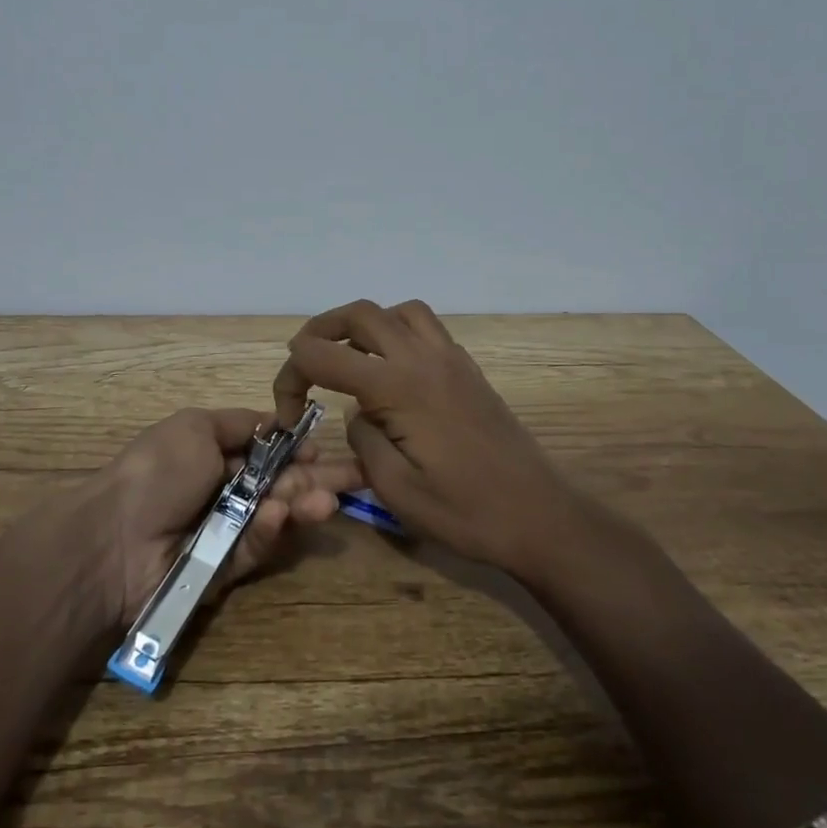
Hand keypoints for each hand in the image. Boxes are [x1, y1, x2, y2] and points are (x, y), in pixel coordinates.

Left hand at [87, 407, 358, 629]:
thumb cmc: (157, 471)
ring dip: (304, 505)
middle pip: (282, 483)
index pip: (270, 451)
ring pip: (277, 517)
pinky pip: (256, 548)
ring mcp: (226, 531)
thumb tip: (278, 422)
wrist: (113, 539)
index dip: (297, 449)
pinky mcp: (226, 570)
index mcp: (216, 453)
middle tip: (360, 477)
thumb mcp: (196, 427)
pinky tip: (281, 515)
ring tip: (329, 501)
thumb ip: (242, 424)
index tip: (323, 446)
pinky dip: (270, 531)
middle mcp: (224, 490)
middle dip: (318, 478)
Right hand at [272, 300, 580, 575]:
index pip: (323, 355)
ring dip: (363, 325)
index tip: (287, 415)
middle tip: (303, 365)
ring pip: (397, 311)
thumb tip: (358, 414)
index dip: (291, 378)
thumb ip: (363, 440)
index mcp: (398, 387)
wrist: (539, 516)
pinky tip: (393, 371)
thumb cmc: (466, 512)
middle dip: (319, 331)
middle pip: (359, 314)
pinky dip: (397, 332)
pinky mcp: (468, 368)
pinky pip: (425, 327)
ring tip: (349, 359)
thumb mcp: (395, 490)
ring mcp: (450, 358)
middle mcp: (423, 358)